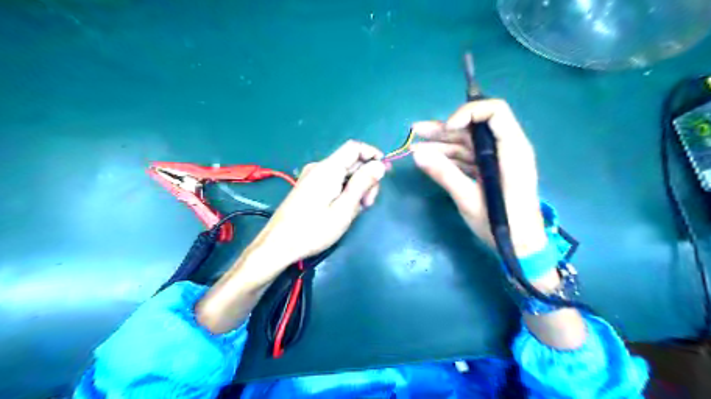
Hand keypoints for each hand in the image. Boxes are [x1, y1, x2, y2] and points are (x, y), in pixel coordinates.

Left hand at [248, 140, 386, 268]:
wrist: (278, 244)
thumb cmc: (314, 230)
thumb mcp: (344, 209)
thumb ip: (363, 184)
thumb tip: (380, 165)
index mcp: (328, 168)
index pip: (355, 147)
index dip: (373, 155)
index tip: (384, 173)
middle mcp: (319, 167)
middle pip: (350, 162)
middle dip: (365, 178)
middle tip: (367, 204)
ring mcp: (311, 177)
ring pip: (343, 173)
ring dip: (355, 187)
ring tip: (354, 211)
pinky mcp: (308, 187)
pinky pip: (333, 182)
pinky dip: (343, 191)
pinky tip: (343, 210)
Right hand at [411, 98, 544, 255]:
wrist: (521, 247)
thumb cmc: (502, 224)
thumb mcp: (469, 199)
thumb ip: (444, 174)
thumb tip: (417, 155)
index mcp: (512, 150)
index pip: (495, 112)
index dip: (469, 113)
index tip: (447, 128)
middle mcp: (506, 149)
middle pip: (474, 127)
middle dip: (444, 129)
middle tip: (416, 131)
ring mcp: (497, 160)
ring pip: (468, 143)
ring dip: (441, 144)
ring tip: (415, 147)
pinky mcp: (490, 170)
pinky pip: (468, 157)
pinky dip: (448, 158)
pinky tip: (429, 160)